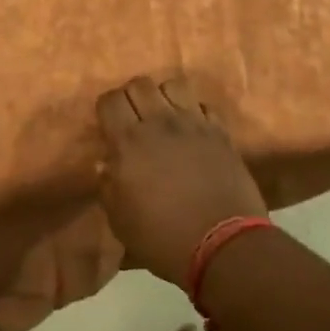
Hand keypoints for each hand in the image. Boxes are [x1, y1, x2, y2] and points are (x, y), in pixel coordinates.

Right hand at [96, 76, 267, 288]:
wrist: (223, 246)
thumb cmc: (163, 238)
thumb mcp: (121, 221)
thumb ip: (108, 186)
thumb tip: (106, 163)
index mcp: (129, 142)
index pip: (110, 100)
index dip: (106, 108)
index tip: (108, 124)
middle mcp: (160, 123)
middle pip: (140, 84)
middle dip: (132, 96)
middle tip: (134, 119)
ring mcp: (194, 123)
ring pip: (174, 85)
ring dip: (164, 96)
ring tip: (165, 117)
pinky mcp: (220, 132)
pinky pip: (204, 105)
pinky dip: (195, 112)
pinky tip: (193, 130)